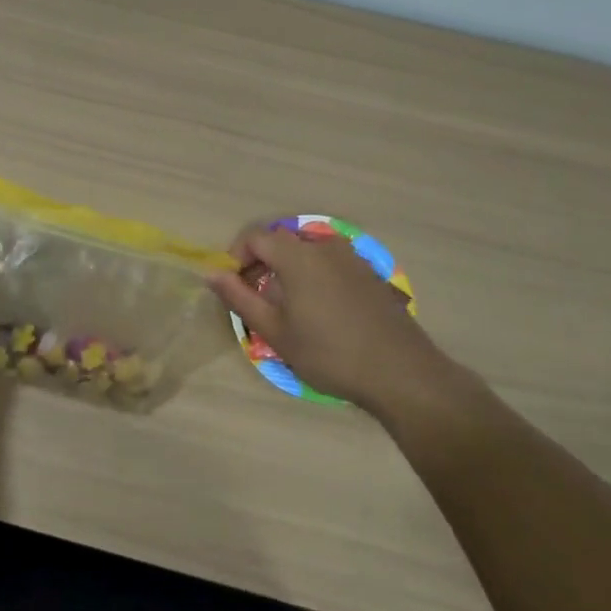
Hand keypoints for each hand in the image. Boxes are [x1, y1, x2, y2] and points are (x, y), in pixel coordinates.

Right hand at [209, 223, 475, 424]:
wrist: (400, 373)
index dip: (236, 256)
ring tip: (286, 307)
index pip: (255, 237)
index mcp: (297, 256)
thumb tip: (210, 273)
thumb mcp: (274, 331)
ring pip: (306, 253)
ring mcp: (351, 258)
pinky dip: (313, 277)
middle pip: (281, 242)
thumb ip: (239, 298)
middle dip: (260, 264)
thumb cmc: (328, 353)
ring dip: (287, 271)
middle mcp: (324, 247)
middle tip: (254, 298)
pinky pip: (329, 264)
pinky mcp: (369, 274)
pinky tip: (319, 312)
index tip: (233, 286)